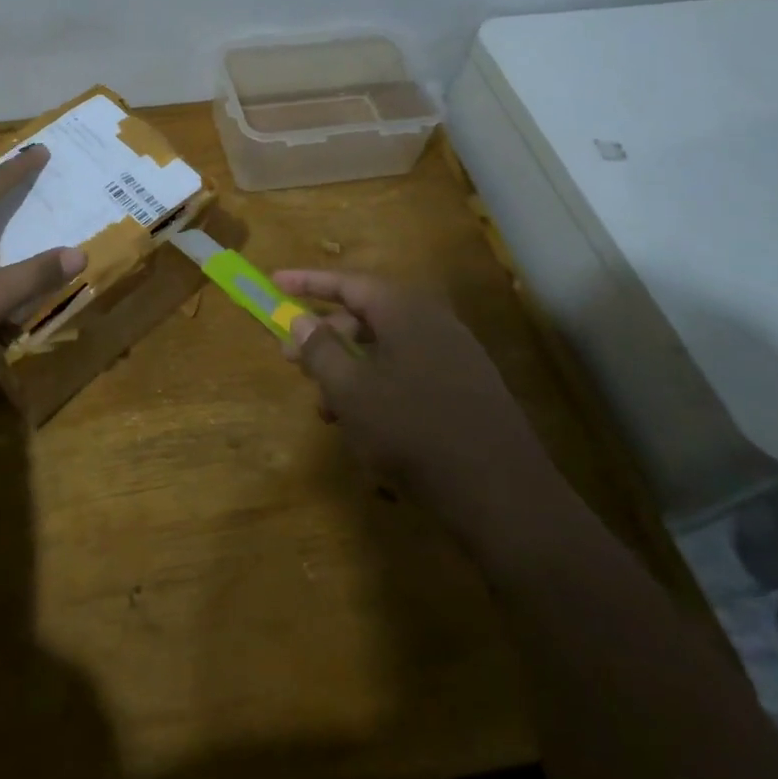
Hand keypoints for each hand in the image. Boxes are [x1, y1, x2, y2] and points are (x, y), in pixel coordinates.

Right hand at [272, 269, 564, 547]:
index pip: (347, 282)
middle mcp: (433, 323)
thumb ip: (320, 350)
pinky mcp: (467, 390)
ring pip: (386, 350)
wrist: (503, 496)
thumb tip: (300, 320)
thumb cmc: (413, 430)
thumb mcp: (350, 390)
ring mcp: (455, 357)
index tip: (274, 283)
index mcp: (405, 310)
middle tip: (291, 358)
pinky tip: (363, 426)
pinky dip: (377, 388)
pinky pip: (409, 374)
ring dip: (348, 370)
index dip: (307, 283)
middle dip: (324, 336)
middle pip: (366, 315)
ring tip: (324, 407)